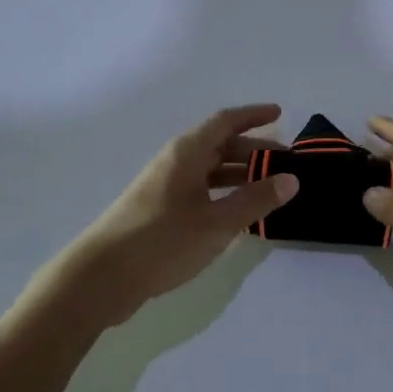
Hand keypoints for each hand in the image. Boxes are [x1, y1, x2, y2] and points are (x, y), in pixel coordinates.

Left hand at [23, 105, 298, 332]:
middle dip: (255, 150)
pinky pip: (201, 191)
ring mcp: (165, 187)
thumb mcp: (217, 222)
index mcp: (187, 153)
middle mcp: (176, 163)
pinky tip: (240, 213)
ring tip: (271, 187)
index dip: (253, 115)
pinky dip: (225, 194)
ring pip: (211, 170)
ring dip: (241, 174)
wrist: (100, 278)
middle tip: (287, 163)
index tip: (280, 113)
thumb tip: (292, 179)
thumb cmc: (162, 241)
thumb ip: (256, 200)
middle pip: (220, 145)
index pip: (225, 121)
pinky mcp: (160, 212)